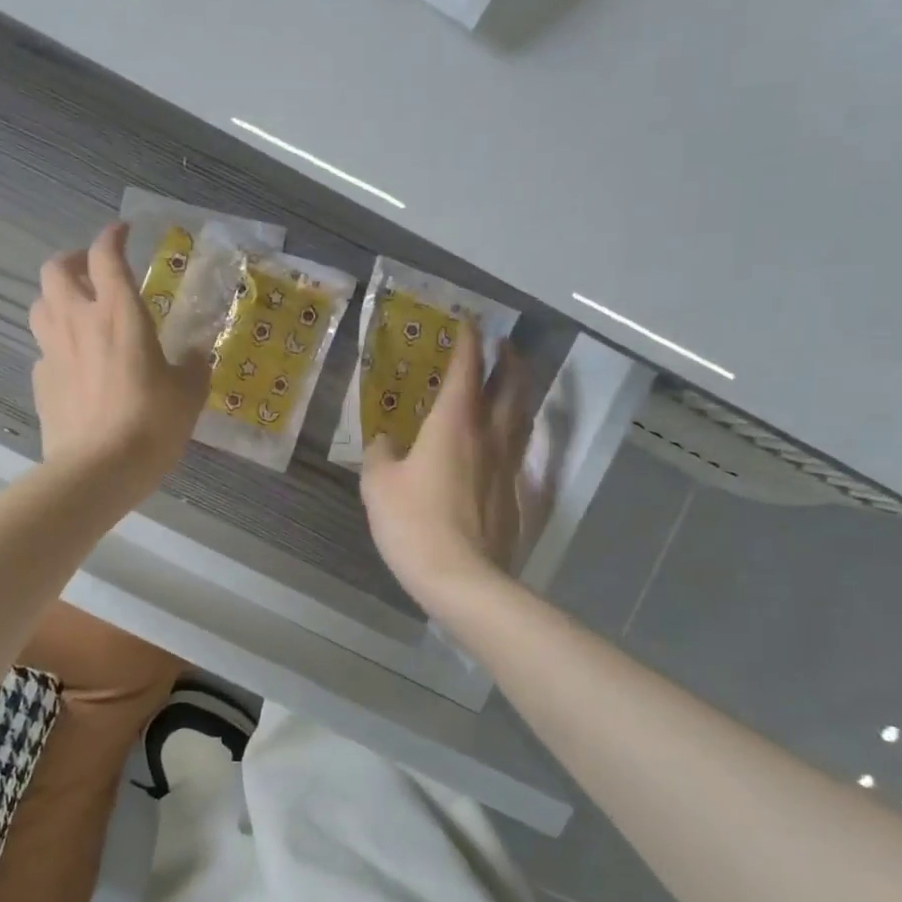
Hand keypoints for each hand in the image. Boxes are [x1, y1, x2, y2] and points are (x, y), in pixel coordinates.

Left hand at [29, 222, 209, 494]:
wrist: (99, 470)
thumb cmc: (151, 424)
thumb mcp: (188, 394)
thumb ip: (194, 367)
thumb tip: (197, 355)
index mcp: (119, 313)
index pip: (106, 255)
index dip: (112, 236)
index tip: (123, 233)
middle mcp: (79, 322)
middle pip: (55, 270)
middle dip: (72, 261)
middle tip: (92, 272)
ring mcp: (53, 352)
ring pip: (40, 305)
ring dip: (56, 299)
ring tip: (77, 312)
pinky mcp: (41, 383)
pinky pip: (43, 350)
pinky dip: (56, 346)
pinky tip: (74, 364)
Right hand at [361, 327, 531, 609]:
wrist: (461, 578)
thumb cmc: (414, 522)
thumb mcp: (378, 484)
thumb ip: (380, 454)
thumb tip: (384, 441)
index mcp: (455, 422)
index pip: (467, 369)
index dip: (469, 342)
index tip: (469, 323)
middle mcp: (489, 435)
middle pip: (512, 385)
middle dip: (510, 359)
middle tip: (505, 345)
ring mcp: (508, 465)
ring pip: (523, 416)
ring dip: (521, 391)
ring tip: (512, 383)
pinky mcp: (516, 494)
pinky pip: (519, 450)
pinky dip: (515, 432)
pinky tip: (504, 442)